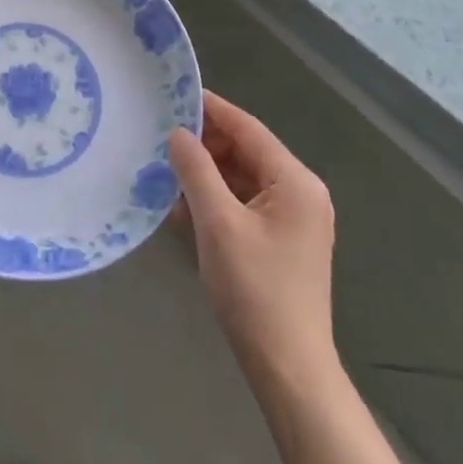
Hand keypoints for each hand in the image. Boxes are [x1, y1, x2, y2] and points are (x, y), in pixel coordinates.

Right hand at [169, 92, 338, 380]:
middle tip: (161, 137)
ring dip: (207, 174)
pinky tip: (183, 206)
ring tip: (165, 170)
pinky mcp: (283, 241)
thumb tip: (178, 133)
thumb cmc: (254, 290)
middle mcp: (301, 192)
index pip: (247, 128)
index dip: (210, 109)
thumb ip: (196, 170)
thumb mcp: (217, 223)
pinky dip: (217, 200)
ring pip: (243, 178)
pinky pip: (245, 204)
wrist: (288, 369)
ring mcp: (294, 218)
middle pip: (246, 151)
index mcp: (295, 181)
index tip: (173, 94)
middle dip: (204, 144)